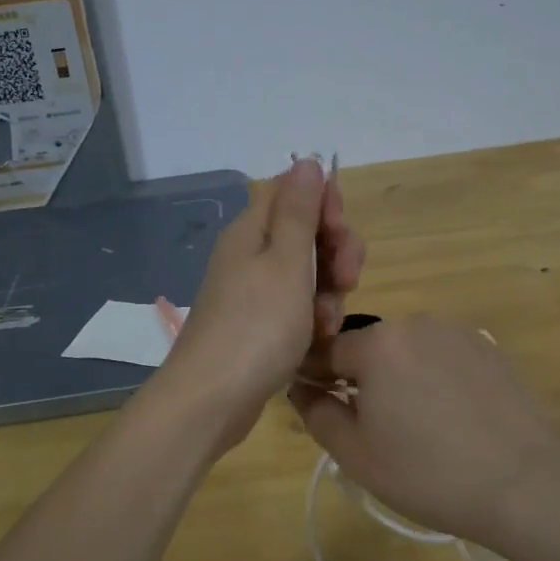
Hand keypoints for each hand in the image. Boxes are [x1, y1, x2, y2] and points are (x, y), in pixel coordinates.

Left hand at [153, 157, 364, 451]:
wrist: (212, 399)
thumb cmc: (255, 326)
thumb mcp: (285, 262)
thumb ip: (298, 211)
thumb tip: (305, 160)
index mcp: (252, 230)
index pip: (293, 192)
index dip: (325, 205)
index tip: (340, 231)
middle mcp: (250, 254)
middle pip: (305, 233)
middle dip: (335, 253)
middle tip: (347, 279)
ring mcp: (253, 292)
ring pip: (307, 274)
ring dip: (328, 292)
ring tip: (326, 322)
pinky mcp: (258, 324)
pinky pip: (296, 307)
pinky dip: (311, 319)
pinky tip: (317, 340)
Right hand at [288, 315, 559, 543]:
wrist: (526, 483)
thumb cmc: (428, 473)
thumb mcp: (355, 454)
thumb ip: (317, 412)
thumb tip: (302, 387)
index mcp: (377, 343)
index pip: (326, 351)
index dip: (316, 380)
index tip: (321, 409)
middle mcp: (416, 323)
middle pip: (369, 349)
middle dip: (362, 380)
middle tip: (375, 429)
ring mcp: (458, 333)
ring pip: (408, 352)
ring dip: (400, 378)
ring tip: (419, 427)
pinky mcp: (489, 348)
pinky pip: (443, 358)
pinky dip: (436, 379)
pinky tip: (452, 419)